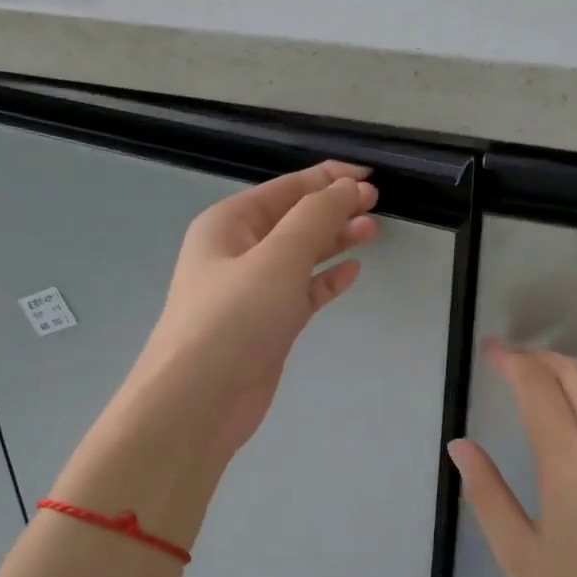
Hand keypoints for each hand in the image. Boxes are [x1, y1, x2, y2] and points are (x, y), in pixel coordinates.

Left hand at [113, 161, 379, 457]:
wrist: (199, 400)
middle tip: (377, 204)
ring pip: (300, 255)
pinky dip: (326, 280)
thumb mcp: (278, 257)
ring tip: (373, 231)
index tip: (370, 176)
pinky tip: (352, 271)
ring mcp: (252, 291)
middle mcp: (237, 251)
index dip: (328, 178)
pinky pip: (302, 291)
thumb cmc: (235, 319)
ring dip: (334, 240)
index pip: (286, 188)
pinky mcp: (267, 324)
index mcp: (229, 223)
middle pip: (293, 219)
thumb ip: (316, 217)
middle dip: (334, 208)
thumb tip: (348, 187)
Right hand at [448, 342, 576, 576]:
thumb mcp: (519, 558)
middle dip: (542, 358)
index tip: (490, 351)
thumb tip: (461, 447)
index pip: (540, 390)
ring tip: (542, 375)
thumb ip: (487, 495)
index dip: (513, 363)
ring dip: (574, 370)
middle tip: (510, 359)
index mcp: (572, 468)